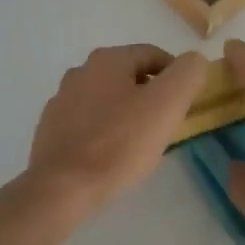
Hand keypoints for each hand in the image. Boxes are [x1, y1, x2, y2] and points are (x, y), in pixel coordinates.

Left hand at [25, 44, 207, 219]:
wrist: (62, 189)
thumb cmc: (120, 144)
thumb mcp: (167, 104)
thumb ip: (187, 74)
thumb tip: (194, 61)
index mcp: (107, 60)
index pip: (153, 55)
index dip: (177, 75)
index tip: (187, 103)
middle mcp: (80, 72)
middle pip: (129, 77)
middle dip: (152, 96)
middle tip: (168, 124)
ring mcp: (61, 102)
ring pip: (107, 100)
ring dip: (127, 113)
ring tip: (142, 143)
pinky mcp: (51, 131)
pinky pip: (88, 123)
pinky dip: (105, 132)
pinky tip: (113, 155)